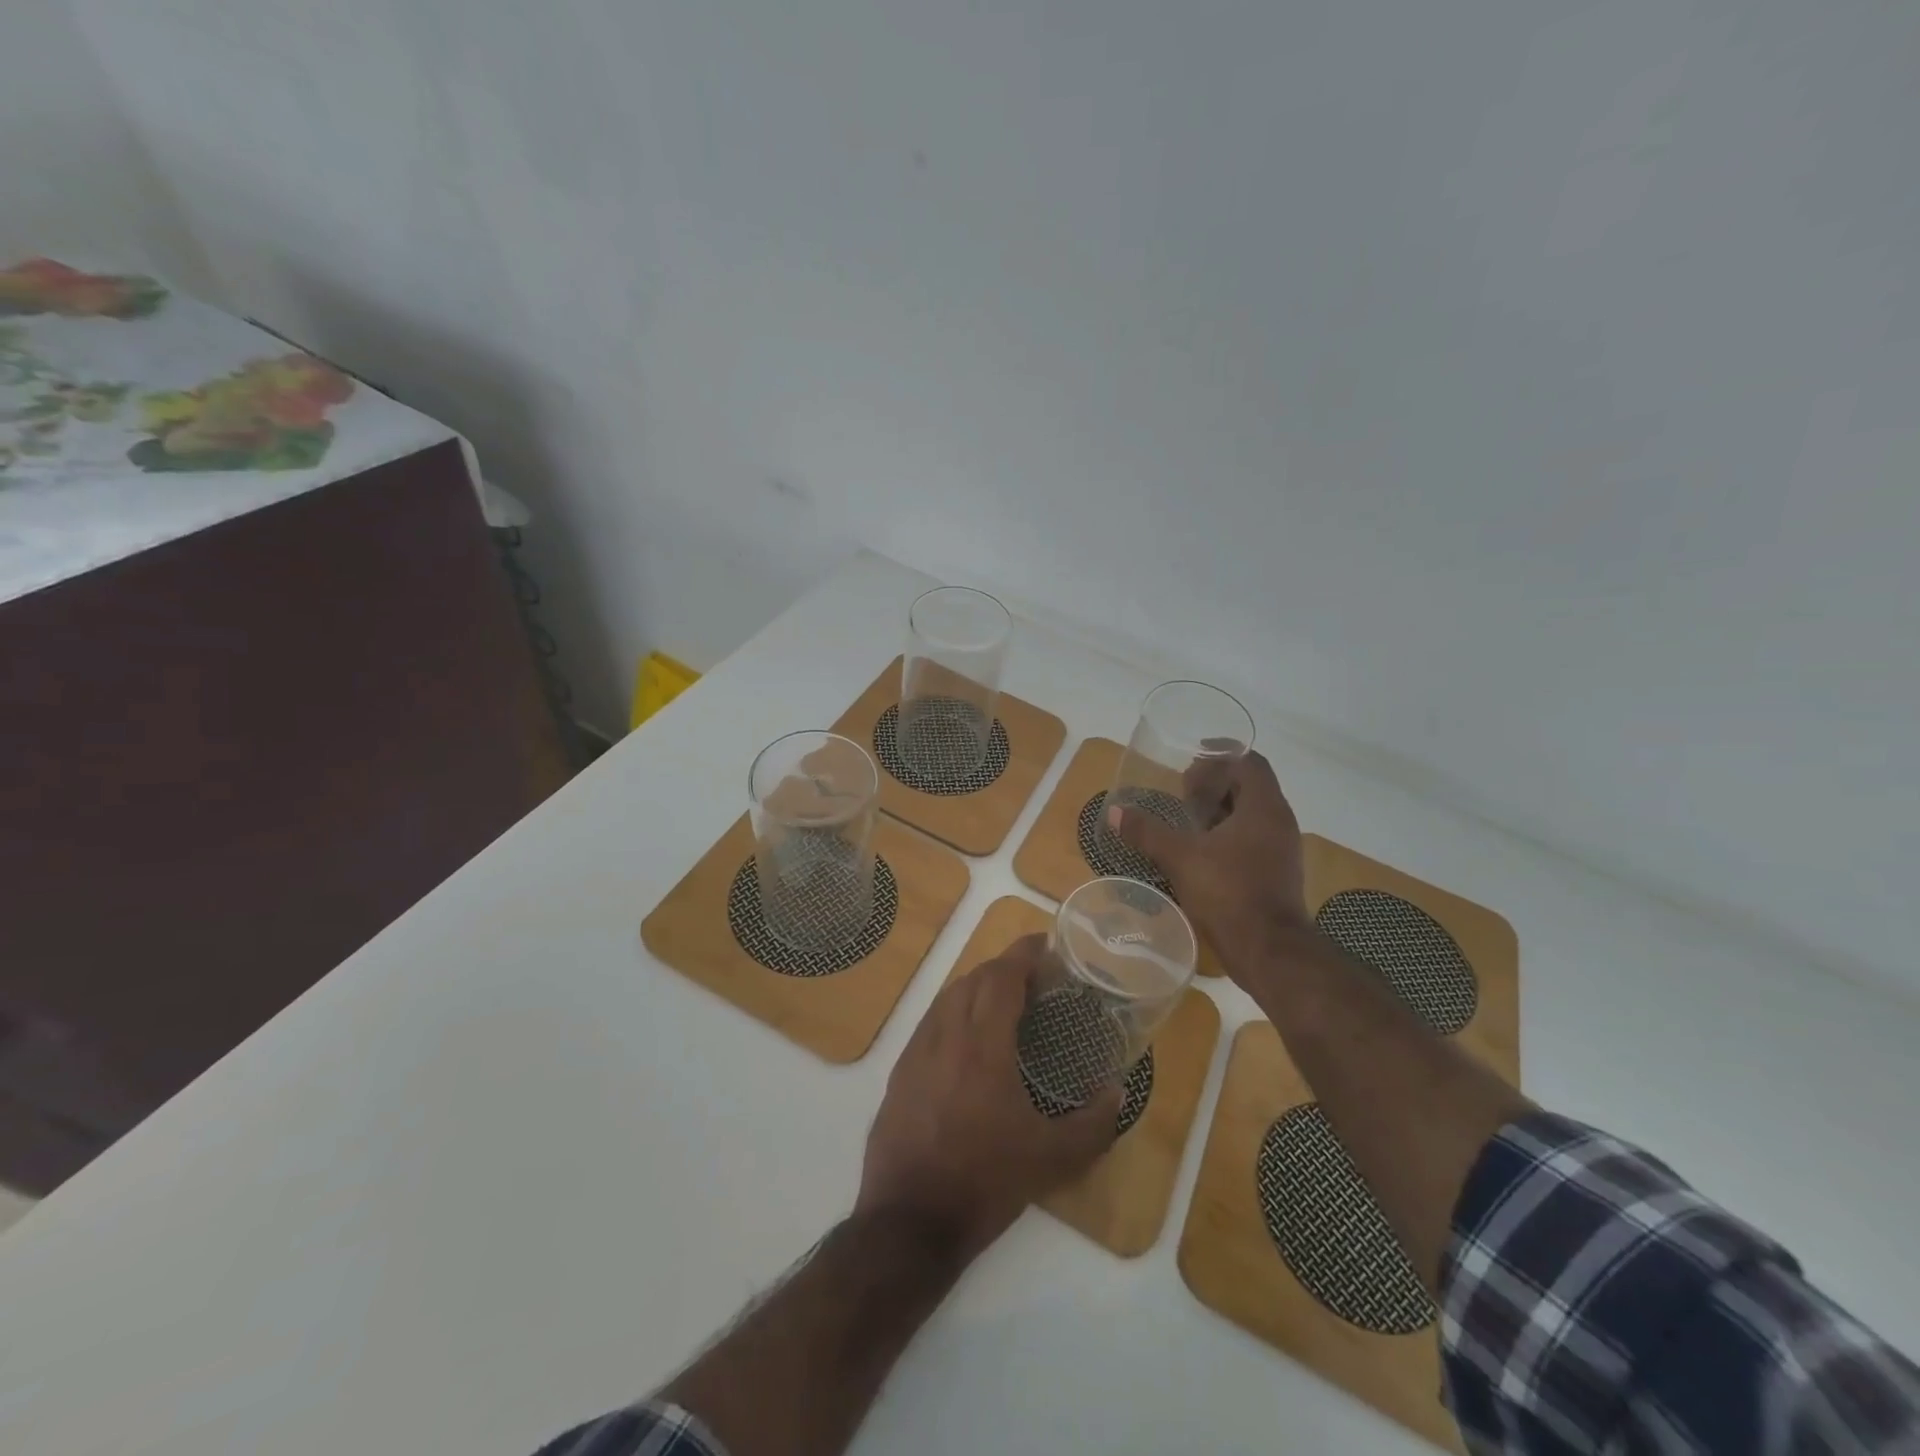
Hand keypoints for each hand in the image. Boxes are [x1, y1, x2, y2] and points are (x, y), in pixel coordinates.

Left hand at [856, 936, 1121, 1258]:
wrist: (909, 1222)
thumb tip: (1116, 1092)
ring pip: (947, 998)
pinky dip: (954, 1012)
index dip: (1023, 953)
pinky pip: (930, 1023)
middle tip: (1034, 978)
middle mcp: (945, 1036)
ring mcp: (916, 1052)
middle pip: (973, 979)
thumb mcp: (1052, 1160)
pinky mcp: (899, 1073)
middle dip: (1004, 968)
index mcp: (982, 1046)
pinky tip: (968, 1040)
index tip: (1045, 944)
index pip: (1001, 977)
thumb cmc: (985, 1183)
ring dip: (977, 988)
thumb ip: (1093, 1123)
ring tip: (1004, 1002)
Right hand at [1107, 750, 1309, 983]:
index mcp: (1263, 807)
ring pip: (1252, 815)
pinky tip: (1201, 853)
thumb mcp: (1180, 858)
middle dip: (1216, 784)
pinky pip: (1253, 839)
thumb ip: (1148, 832)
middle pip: (1250, 787)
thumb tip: (1114, 812)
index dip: (1221, 755)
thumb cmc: (1229, 892)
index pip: (1250, 762)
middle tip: (1183, 792)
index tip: (1191, 762)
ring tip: (1188, 821)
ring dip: (1221, 812)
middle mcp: (1279, 822)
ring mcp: (1282, 850)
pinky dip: (1228, 836)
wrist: (1270, 951)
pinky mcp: (1277, 874)